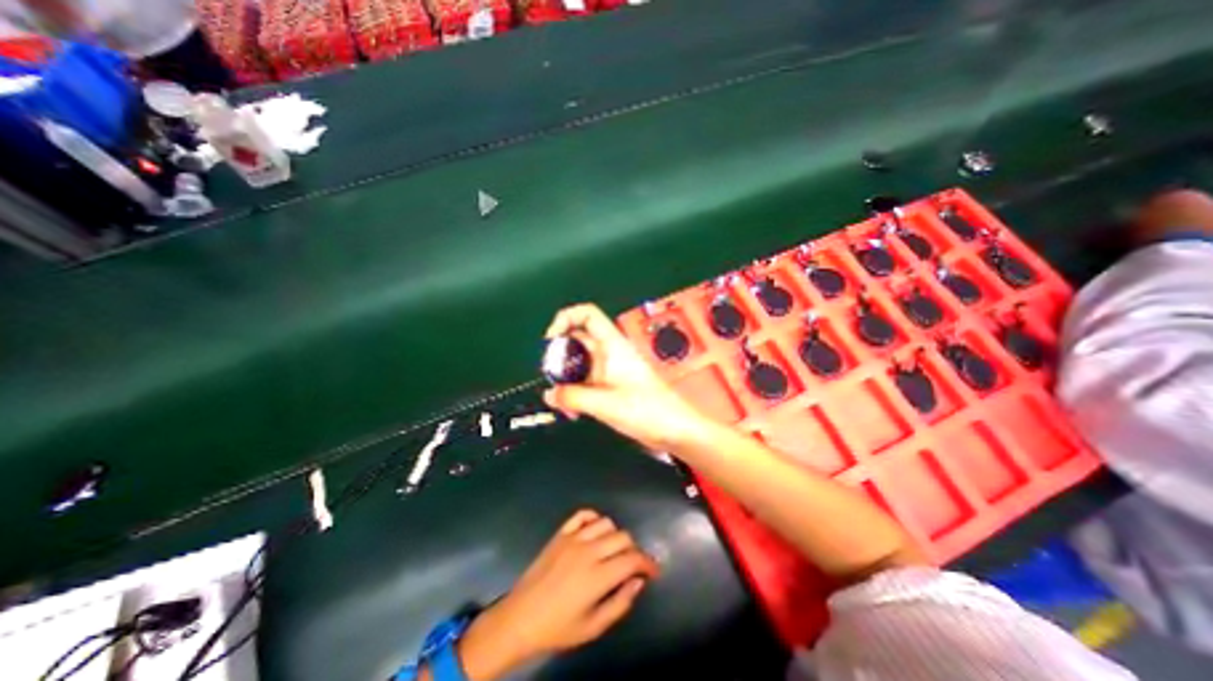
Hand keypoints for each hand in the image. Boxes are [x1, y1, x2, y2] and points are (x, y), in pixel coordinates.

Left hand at [455, 511, 662, 680]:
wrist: (520, 617)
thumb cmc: (558, 628)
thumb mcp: (593, 627)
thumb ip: (620, 603)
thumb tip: (638, 582)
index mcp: (597, 576)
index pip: (632, 560)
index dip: (648, 563)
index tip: (653, 571)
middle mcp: (588, 551)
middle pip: (623, 538)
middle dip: (634, 550)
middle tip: (633, 565)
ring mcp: (573, 538)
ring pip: (606, 523)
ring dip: (616, 535)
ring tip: (613, 550)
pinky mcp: (561, 533)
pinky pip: (582, 514)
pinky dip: (594, 518)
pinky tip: (595, 532)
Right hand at [542, 304, 706, 451]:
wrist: (674, 429)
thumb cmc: (647, 410)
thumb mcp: (605, 404)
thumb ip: (573, 397)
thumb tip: (549, 394)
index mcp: (612, 345)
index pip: (586, 314)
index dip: (565, 319)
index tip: (550, 341)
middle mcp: (610, 352)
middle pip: (576, 340)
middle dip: (560, 358)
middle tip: (552, 380)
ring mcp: (610, 368)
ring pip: (579, 363)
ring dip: (567, 379)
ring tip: (562, 402)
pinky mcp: (612, 384)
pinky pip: (586, 380)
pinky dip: (576, 391)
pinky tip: (575, 410)